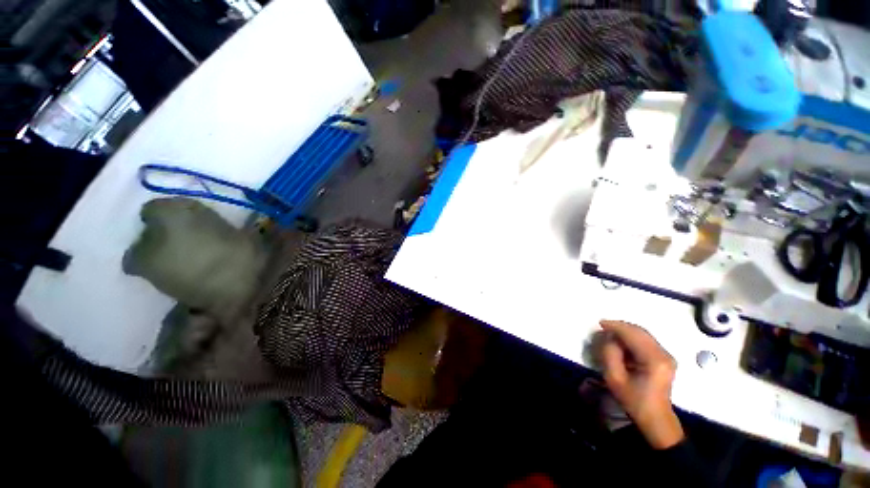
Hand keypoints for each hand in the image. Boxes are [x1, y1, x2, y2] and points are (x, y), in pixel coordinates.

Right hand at [599, 319, 683, 449]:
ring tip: (610, 333)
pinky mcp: (664, 358)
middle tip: (603, 327)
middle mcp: (664, 354)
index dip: (615, 326)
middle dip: (620, 327)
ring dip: (626, 331)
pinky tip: (621, 342)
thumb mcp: (614, 378)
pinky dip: (632, 337)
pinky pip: (646, 340)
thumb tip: (609, 338)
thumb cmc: (634, 400)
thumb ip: (609, 354)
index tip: (599, 323)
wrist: (655, 419)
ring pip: (643, 334)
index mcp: (654, 359)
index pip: (633, 334)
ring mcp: (666, 356)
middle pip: (640, 331)